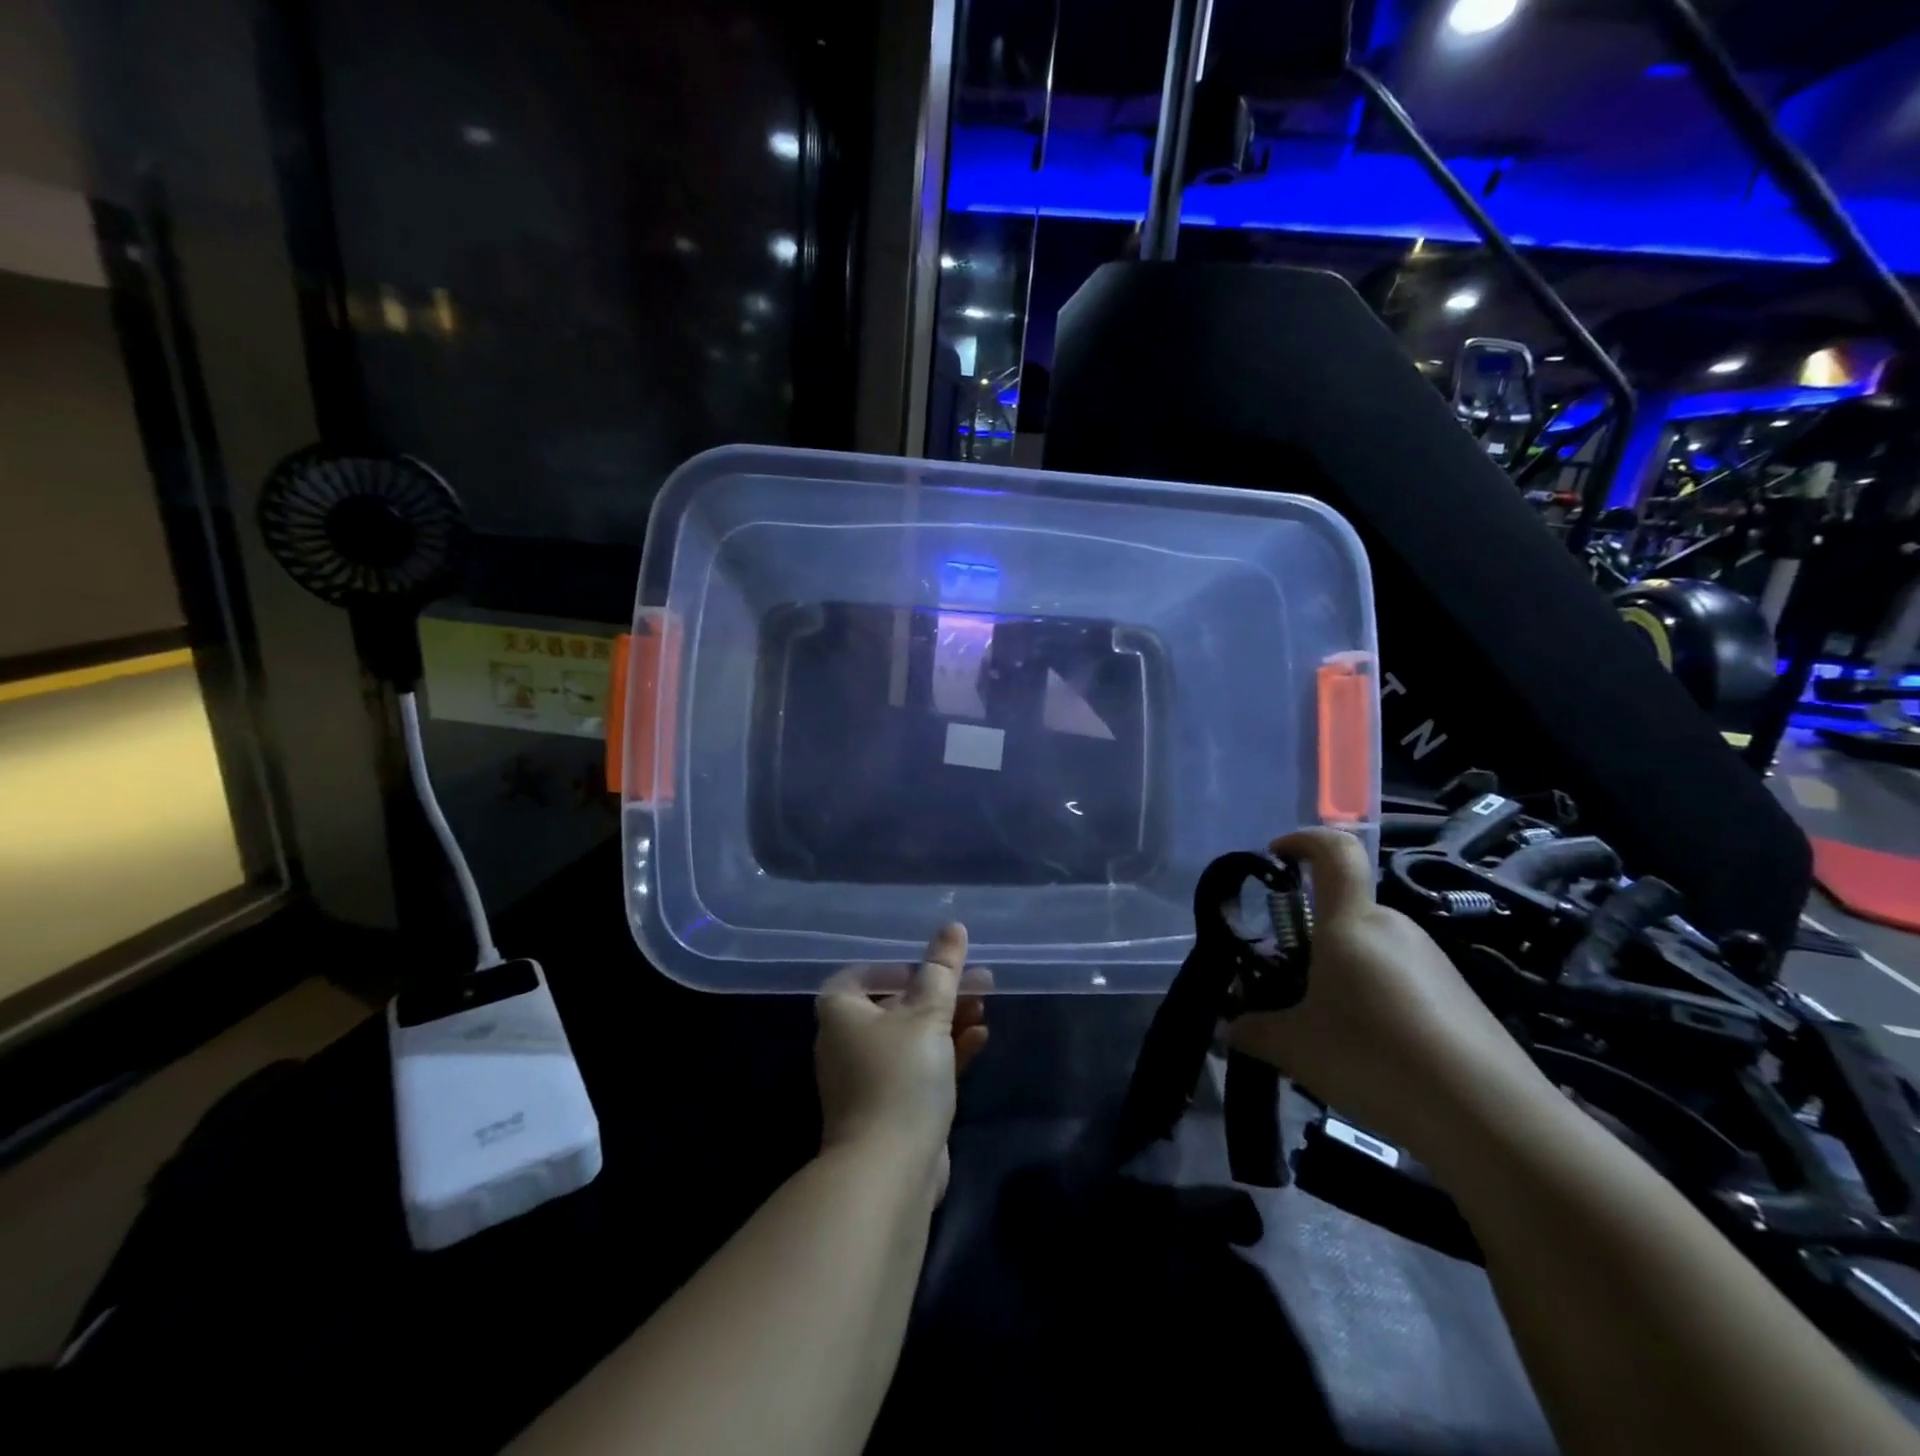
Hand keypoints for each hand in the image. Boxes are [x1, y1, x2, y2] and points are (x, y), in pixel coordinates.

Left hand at [816, 923, 989, 1198]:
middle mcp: (847, 1041)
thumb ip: (943, 969)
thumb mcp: (928, 1014)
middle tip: (978, 981)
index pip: (865, 974)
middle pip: (896, 1003)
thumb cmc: (901, 1076)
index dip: (900, 967)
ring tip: (985, 1005)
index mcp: (841, 1011)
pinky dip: (946, 1050)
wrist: (889, 1170)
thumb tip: (953, 926)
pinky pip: (919, 1066)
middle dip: (938, 991)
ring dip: (947, 1019)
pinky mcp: (891, 1106)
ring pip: (912, 1036)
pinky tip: (979, 1038)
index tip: (935, 967)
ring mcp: (868, 1077)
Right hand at [1227, 828, 1552, 1156]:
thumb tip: (1230, 1027)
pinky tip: (1373, 1050)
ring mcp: (1432, 961)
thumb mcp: (1295, 1048)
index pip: (1334, 850)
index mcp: (1350, 923)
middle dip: (1310, 936)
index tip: (1275, 856)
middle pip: (1344, 910)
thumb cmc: (1375, 1059)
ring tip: (1328, 1028)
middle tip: (1288, 983)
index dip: (1303, 840)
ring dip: (1341, 972)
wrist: (1492, 1119)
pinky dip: (1375, 997)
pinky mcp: (1457, 995)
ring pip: (1371, 948)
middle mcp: (1393, 928)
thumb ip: (1254, 1030)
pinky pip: (1400, 977)